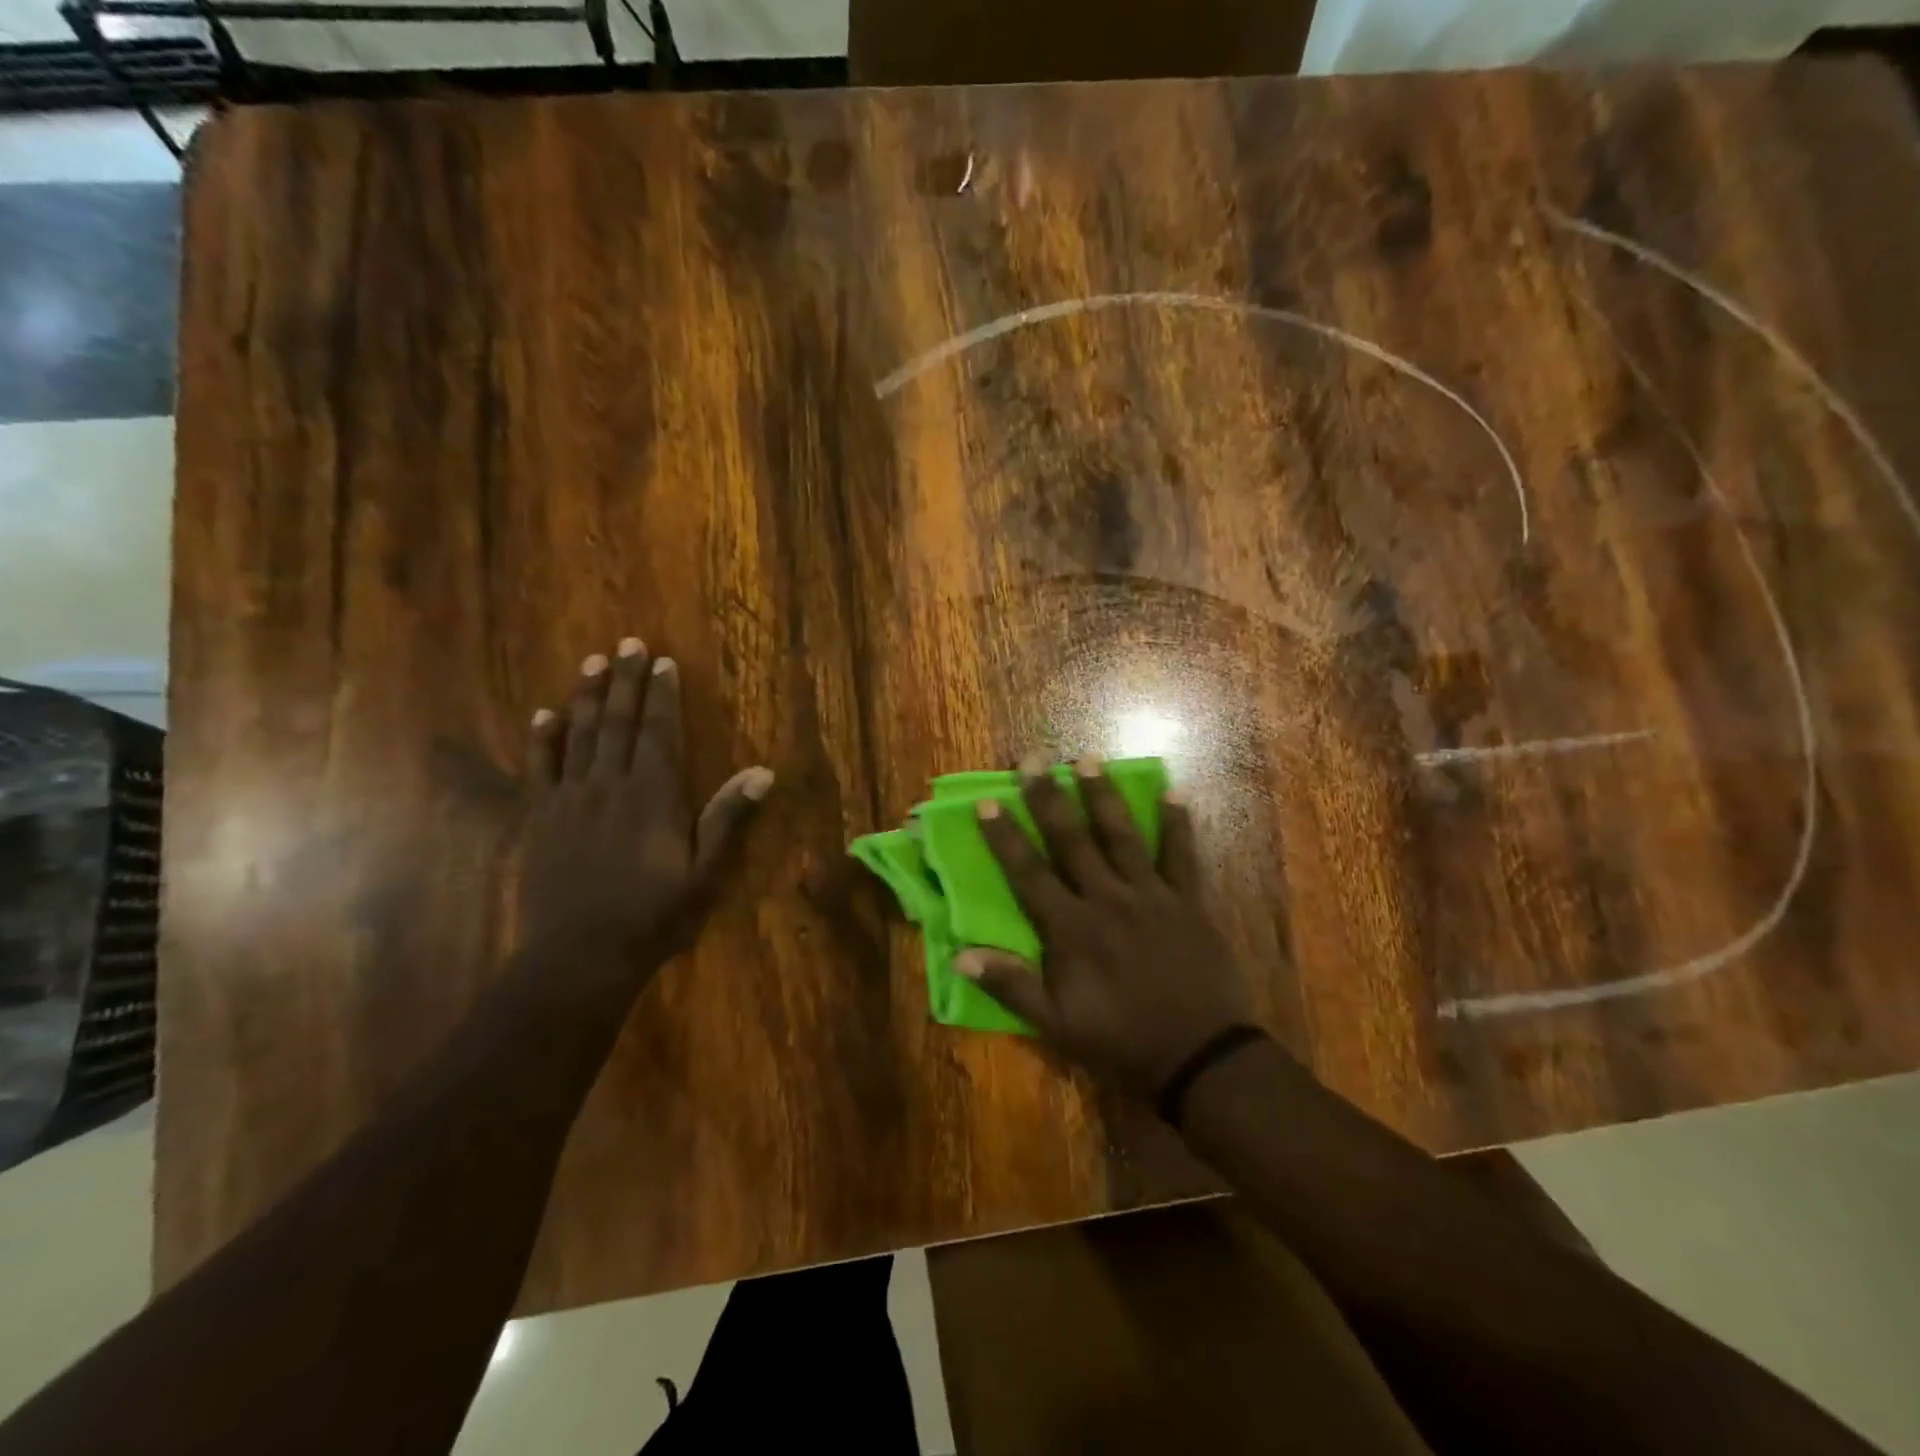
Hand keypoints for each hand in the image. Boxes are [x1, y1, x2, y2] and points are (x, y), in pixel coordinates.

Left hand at [520, 637, 772, 967]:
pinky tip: (543, 714)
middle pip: (619, 722)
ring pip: (579, 735)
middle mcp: (611, 784)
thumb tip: (762, 772)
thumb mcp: (705, 872)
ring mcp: (570, 799)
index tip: (662, 660)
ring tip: (593, 662)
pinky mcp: (540, 818)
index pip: (660, 732)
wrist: (580, 955)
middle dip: (625, 680)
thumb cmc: (653, 914)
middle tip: (627, 642)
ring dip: (587, 696)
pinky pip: (539, 768)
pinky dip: (542, 738)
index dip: (662, 695)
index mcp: (654, 794)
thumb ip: (729, 818)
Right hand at [955, 754, 1253, 1096]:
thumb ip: (1010, 985)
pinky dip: (1178, 824)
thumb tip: (959, 954)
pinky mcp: (1189, 901)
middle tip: (1033, 760)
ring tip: (1087, 759)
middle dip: (1048, 798)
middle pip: (1072, 840)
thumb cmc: (1120, 1040)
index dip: (1006, 836)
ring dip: (1102, 796)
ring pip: (1121, 836)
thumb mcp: (1055, 1025)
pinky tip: (1174, 792)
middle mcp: (1108, 898)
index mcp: (1071, 927)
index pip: (1029, 872)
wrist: (1199, 1056)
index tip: (988, 801)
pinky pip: (1182, 855)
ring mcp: (1151, 895)